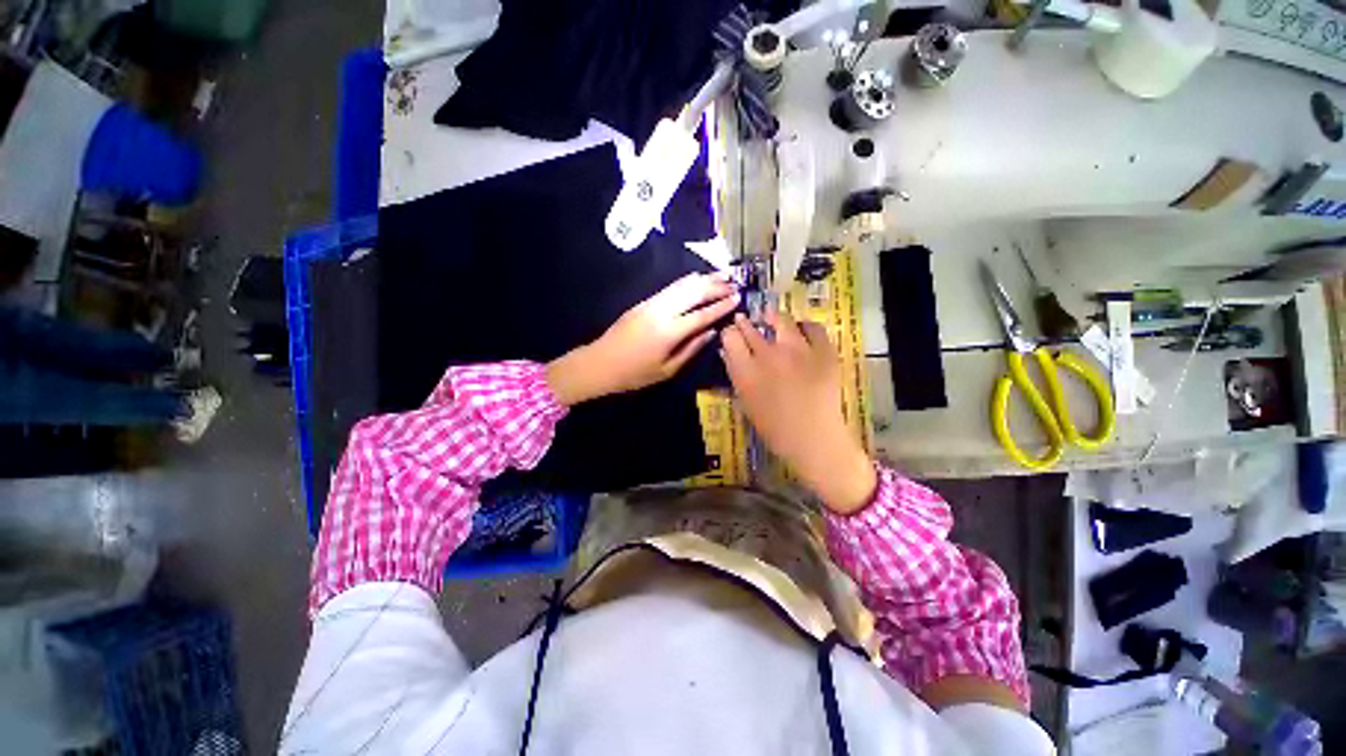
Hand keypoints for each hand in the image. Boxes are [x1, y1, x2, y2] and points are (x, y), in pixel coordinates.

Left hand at [547, 272, 739, 405]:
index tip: (737, 297)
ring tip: (721, 275)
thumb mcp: (667, 370)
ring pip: (682, 285)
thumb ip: (691, 349)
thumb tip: (711, 332)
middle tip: (734, 283)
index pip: (702, 315)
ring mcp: (651, 303)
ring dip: (703, 279)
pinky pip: (670, 288)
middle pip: (694, 292)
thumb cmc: (634, 374)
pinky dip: (687, 282)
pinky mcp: (644, 302)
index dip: (721, 306)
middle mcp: (661, 311)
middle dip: (715, 286)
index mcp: (669, 332)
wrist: (600, 363)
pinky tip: (696, 280)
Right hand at [720, 308, 876, 513]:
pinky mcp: (824, 351)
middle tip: (744, 320)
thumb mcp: (746, 403)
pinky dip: (805, 326)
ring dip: (773, 317)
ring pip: (781, 320)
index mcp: (747, 371)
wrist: (816, 440)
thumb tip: (728, 353)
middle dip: (745, 323)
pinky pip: (813, 328)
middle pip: (751, 327)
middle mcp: (769, 355)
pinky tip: (801, 330)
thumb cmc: (775, 429)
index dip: (729, 333)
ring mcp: (799, 350)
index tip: (731, 335)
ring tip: (770, 317)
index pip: (730, 337)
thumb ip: (736, 376)